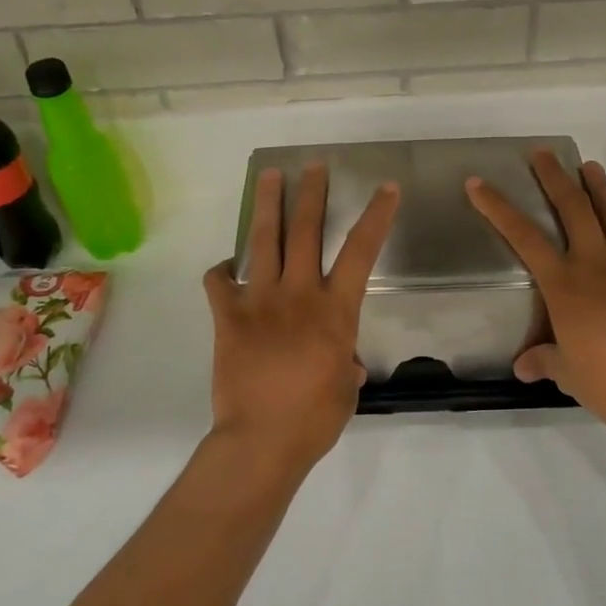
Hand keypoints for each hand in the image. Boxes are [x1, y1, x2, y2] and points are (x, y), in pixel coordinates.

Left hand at [204, 164, 399, 474]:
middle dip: (312, 193)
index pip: (361, 251)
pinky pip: (219, 281)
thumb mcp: (346, 388)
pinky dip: (223, 270)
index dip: (376, 215)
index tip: (386, 187)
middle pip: (307, 230)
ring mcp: (259, 301)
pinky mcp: (228, 316)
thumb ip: (345, 363)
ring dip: (268, 205)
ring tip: (269, 177)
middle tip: (314, 166)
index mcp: (335, 309)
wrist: (261, 440)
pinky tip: (227, 268)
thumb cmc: (315, 418)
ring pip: (265, 240)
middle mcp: (299, 294)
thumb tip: (345, 361)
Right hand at [466, 150, 605, 456]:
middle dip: (554, 177)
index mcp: (566, 285)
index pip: (524, 236)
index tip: (478, 183)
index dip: (498, 207)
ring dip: (597, 187)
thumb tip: (524, 366)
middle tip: (542, 153)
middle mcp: (596, 266)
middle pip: (574, 208)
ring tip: (590, 166)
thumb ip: (544, 361)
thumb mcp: (568, 373)